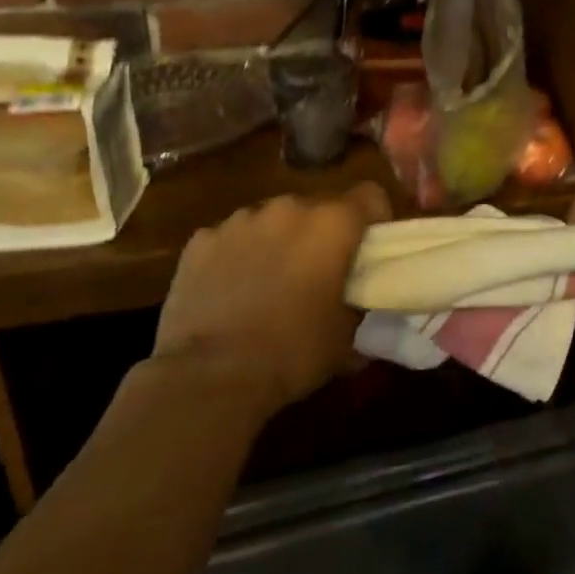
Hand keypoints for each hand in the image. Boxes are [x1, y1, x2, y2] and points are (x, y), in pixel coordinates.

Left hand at [153, 183, 390, 410]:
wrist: (211, 378)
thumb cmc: (294, 352)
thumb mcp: (349, 336)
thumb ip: (363, 303)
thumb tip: (367, 302)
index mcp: (333, 223)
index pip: (370, 195)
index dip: (373, 220)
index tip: (367, 251)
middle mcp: (290, 208)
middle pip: (318, 207)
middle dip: (320, 234)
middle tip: (316, 274)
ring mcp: (241, 220)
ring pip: (272, 220)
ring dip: (277, 241)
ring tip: (268, 283)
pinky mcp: (201, 240)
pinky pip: (231, 238)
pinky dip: (236, 256)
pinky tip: (229, 292)